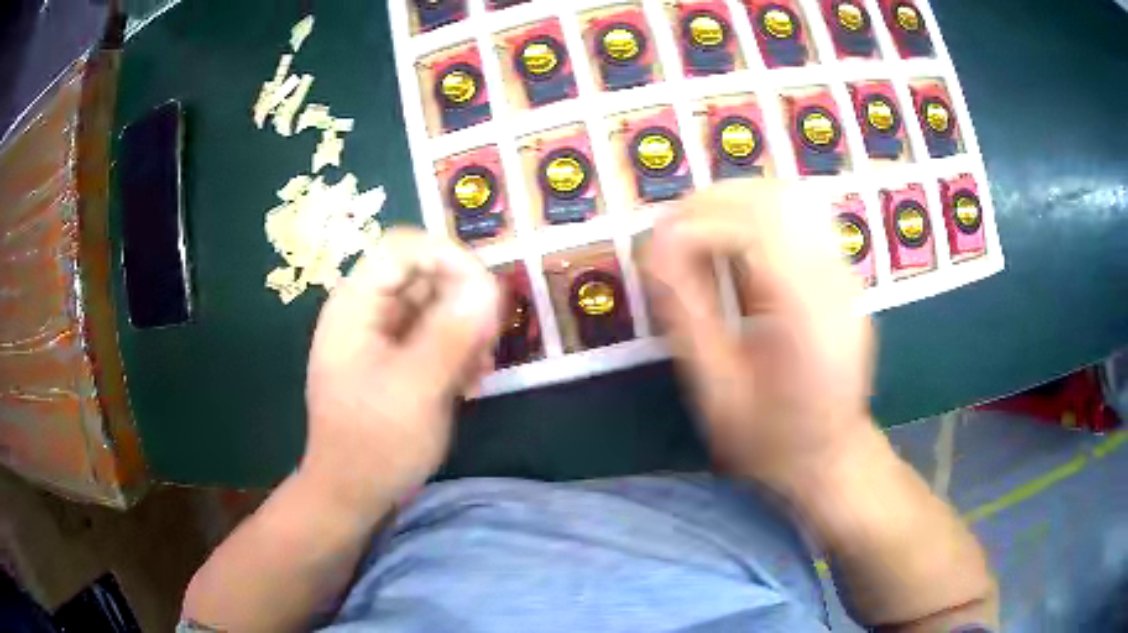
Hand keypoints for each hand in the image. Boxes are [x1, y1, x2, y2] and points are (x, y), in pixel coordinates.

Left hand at [302, 228, 500, 512]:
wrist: (352, 494)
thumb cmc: (375, 444)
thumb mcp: (417, 389)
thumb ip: (451, 335)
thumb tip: (489, 285)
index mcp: (356, 305)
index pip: (404, 247)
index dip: (448, 258)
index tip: (487, 295)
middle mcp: (366, 311)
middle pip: (423, 274)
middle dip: (462, 301)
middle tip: (490, 340)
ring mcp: (380, 336)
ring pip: (434, 305)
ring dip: (465, 329)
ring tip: (481, 367)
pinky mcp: (395, 359)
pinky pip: (433, 335)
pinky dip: (457, 350)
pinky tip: (471, 381)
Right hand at [646, 181, 876, 491]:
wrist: (830, 454)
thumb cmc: (770, 439)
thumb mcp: (717, 391)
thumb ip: (686, 314)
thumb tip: (654, 246)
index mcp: (807, 320)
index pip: (757, 230)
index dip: (699, 223)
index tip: (659, 244)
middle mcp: (835, 285)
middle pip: (777, 200)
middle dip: (714, 201)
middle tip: (671, 231)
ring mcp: (846, 275)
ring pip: (792, 197)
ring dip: (737, 200)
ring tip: (699, 230)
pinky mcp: (843, 273)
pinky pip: (801, 216)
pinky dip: (759, 213)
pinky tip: (736, 240)